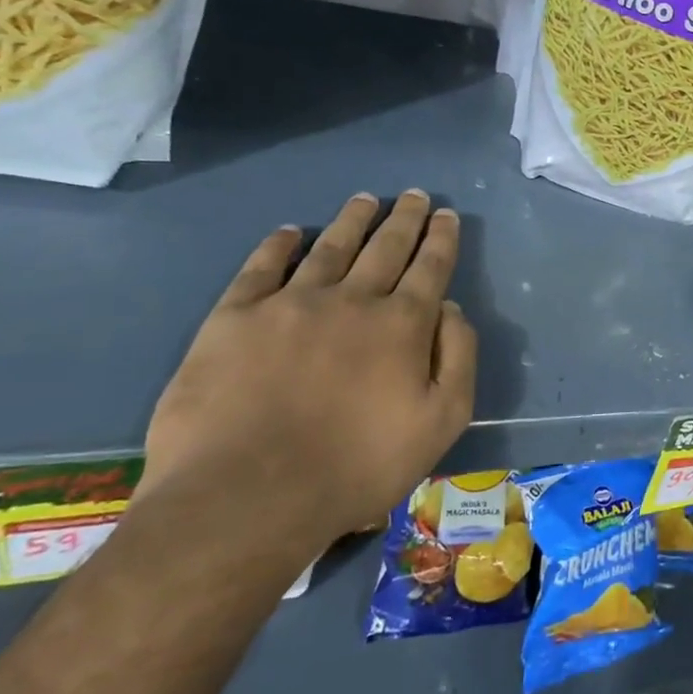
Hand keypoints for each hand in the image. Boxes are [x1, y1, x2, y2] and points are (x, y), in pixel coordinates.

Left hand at [136, 192, 476, 560]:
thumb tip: (450, 309)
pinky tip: (290, 232)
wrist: (246, 497)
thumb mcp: (442, 422)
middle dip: (405, 219)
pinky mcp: (234, 319)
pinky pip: (261, 267)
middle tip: (415, 196)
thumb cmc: (357, 466)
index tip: (446, 215)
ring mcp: (290, 304)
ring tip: (366, 200)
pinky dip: (279, 245)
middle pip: (385, 247)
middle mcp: (352, 299)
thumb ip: (458, 358)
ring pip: (330, 247)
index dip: (441, 238)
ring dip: (352, 220)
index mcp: (402, 324)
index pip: (430, 267)